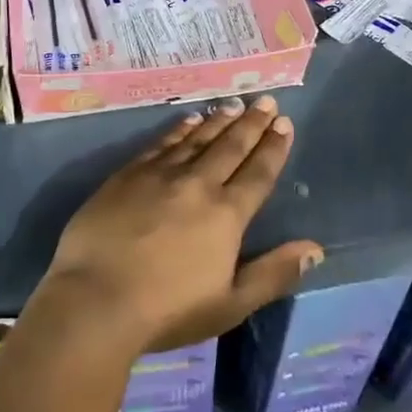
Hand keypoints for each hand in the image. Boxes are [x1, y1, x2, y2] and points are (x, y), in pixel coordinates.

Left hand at [43, 95, 323, 354]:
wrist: (96, 299)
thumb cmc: (168, 310)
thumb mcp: (231, 304)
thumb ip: (274, 273)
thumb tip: (315, 248)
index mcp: (226, 215)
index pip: (258, 173)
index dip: (273, 148)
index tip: (284, 124)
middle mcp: (198, 184)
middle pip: (231, 146)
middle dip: (252, 123)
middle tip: (266, 101)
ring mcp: (160, 174)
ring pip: (198, 138)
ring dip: (219, 120)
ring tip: (235, 104)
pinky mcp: (129, 174)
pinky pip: (162, 142)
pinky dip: (180, 128)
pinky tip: (190, 119)